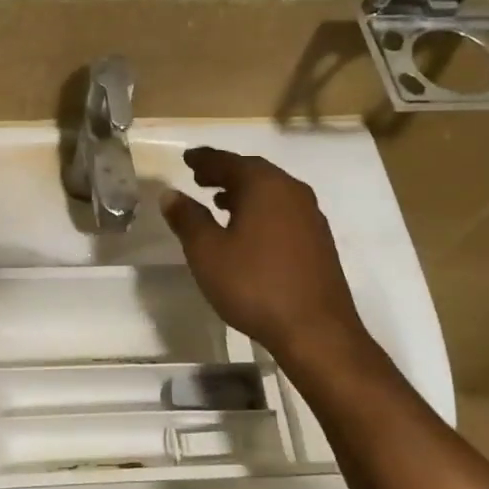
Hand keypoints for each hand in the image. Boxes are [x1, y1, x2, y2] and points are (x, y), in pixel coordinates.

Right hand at [161, 146, 370, 363]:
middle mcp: (292, 192)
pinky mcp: (318, 241)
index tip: (187, 158)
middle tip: (200, 177)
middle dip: (225, 173)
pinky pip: (282, 211)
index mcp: (265, 186)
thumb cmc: (254, 285)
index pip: (228, 161)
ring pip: (270, 192)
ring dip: (243, 193)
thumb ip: (187, 219)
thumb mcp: (207, 252)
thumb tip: (170, 194)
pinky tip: (247, 230)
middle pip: (254, 172)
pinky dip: (260, 210)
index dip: (204, 159)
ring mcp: (310, 217)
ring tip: (218, 202)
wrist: (315, 330)